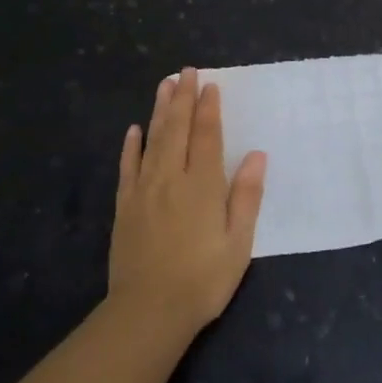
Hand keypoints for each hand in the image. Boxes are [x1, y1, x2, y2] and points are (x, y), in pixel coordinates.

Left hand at [109, 68, 266, 338]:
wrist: (148, 311)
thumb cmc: (203, 279)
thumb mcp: (238, 243)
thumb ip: (246, 196)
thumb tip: (256, 156)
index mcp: (202, 184)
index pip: (206, 135)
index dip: (208, 108)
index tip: (209, 84)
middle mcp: (171, 177)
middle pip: (177, 128)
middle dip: (183, 97)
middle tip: (185, 71)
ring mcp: (144, 189)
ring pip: (153, 139)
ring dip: (160, 110)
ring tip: (164, 85)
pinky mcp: (125, 205)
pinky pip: (128, 167)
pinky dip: (132, 145)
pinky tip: (134, 130)